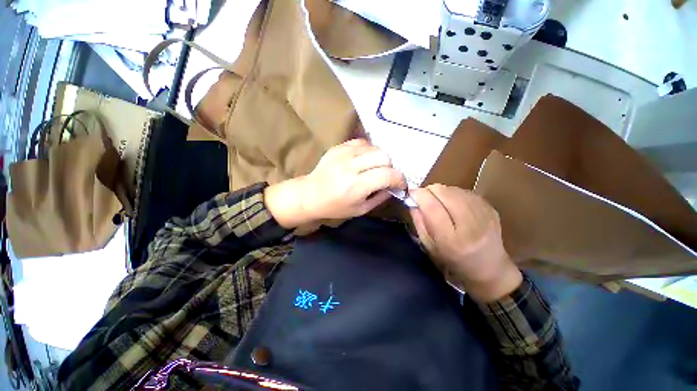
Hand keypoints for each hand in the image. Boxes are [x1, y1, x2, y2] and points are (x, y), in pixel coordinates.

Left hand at [265, 139, 405, 227]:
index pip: (387, 175)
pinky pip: (362, 142)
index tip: (399, 184)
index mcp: (356, 186)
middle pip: (383, 156)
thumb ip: (381, 197)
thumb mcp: (360, 209)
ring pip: (374, 147)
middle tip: (386, 176)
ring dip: (380, 158)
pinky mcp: (338, 147)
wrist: (310, 194)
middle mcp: (350, 166)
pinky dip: (368, 150)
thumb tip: (394, 186)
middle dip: (390, 167)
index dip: (399, 179)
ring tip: (374, 167)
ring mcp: (343, 153)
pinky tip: (364, 160)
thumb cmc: (335, 207)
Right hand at [409, 184, 521, 302]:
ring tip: (439, 203)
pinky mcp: (490, 208)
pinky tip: (453, 205)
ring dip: (441, 192)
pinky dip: (453, 194)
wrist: (490, 269)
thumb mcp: (429, 247)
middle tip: (424, 198)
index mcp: (452, 240)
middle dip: (429, 191)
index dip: (419, 195)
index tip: (411, 193)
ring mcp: (484, 214)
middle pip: (444, 192)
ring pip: (454, 189)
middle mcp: (470, 225)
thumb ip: (419, 222)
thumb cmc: (454, 261)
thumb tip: (413, 201)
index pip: (432, 207)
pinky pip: (464, 191)